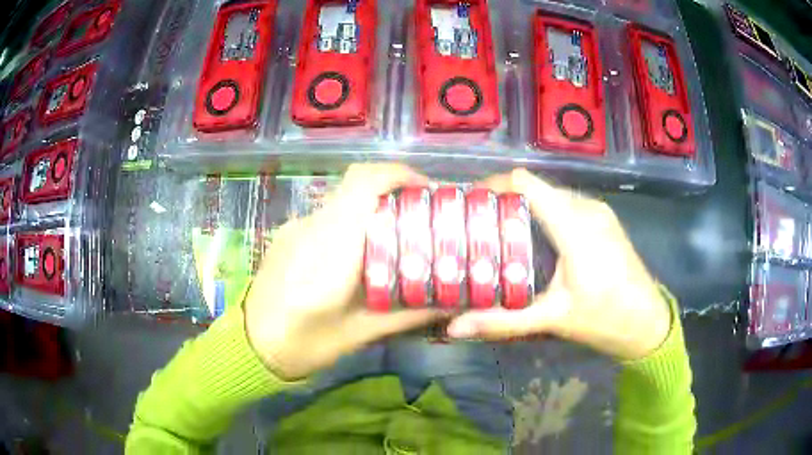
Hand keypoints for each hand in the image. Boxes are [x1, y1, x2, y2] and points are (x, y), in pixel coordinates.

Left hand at [244, 164, 444, 380]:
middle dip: (394, 192)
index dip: (399, 175)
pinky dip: (351, 223)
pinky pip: (326, 217)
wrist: (251, 347)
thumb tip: (452, 302)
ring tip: (393, 239)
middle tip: (421, 217)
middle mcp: (311, 226)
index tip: (428, 191)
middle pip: (357, 186)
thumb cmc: (305, 344)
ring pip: (342, 201)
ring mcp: (295, 228)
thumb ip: (409, 314)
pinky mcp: (287, 235)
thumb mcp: (362, 334)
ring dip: (372, 209)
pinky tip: (357, 255)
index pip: (363, 183)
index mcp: (331, 247)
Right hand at [447, 169, 670, 360]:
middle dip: (503, 201)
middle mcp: (586, 207)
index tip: (468, 203)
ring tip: (498, 234)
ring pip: (550, 195)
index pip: (526, 183)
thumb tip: (455, 327)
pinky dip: (543, 214)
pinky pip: (565, 204)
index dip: (494, 185)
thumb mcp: (552, 319)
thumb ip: (502, 320)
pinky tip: (533, 241)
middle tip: (476, 227)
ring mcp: (598, 211)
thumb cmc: (604, 319)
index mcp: (574, 225)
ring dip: (523, 208)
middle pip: (535, 187)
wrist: (647, 323)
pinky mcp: (603, 219)